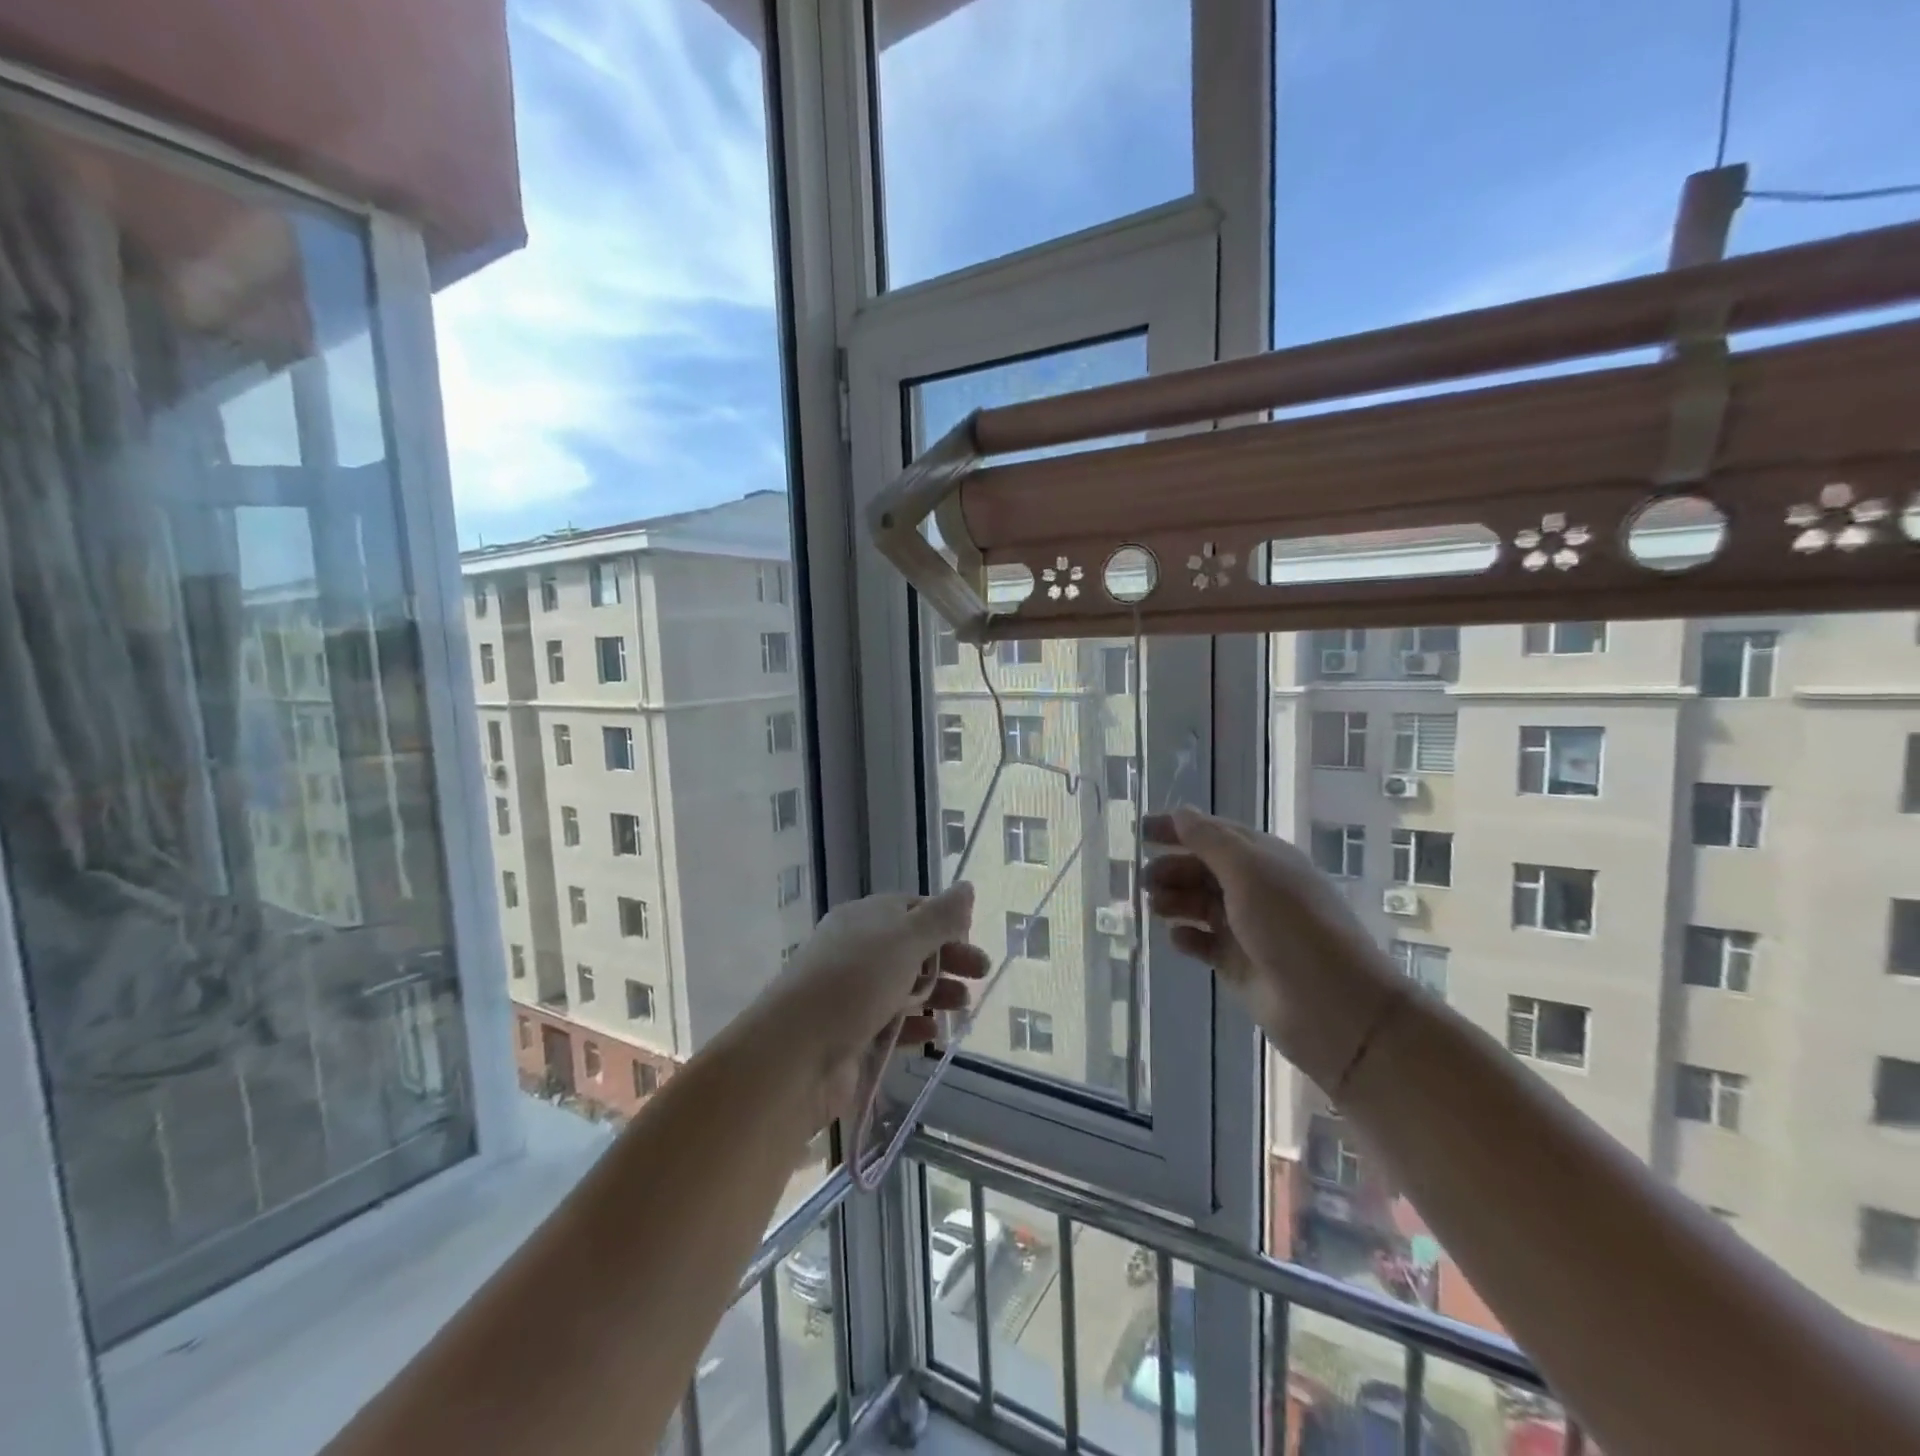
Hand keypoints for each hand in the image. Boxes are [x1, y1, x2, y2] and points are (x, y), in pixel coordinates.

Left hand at [763, 883, 986, 1121]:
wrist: (794, 1053)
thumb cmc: (853, 983)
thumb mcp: (904, 940)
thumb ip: (940, 917)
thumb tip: (967, 887)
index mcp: (866, 918)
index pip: (912, 909)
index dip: (945, 920)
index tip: (972, 936)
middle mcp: (858, 950)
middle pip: (913, 948)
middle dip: (949, 958)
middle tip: (980, 973)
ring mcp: (854, 994)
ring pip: (905, 987)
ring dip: (937, 993)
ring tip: (961, 1007)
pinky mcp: (853, 1034)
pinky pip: (892, 1024)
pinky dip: (915, 1026)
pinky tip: (932, 1035)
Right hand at [1142, 807, 1399, 1091]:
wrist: (1334, 1006)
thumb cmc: (1292, 927)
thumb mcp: (1250, 872)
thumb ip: (1211, 841)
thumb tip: (1180, 813)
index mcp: (1263, 859)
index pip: (1214, 834)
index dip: (1177, 829)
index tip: (1140, 831)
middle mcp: (1254, 888)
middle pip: (1202, 869)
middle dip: (1171, 868)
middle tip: (1144, 881)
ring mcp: (1246, 927)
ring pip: (1199, 904)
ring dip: (1174, 900)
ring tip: (1154, 908)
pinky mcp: (1238, 963)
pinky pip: (1203, 942)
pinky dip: (1186, 937)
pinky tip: (1176, 939)